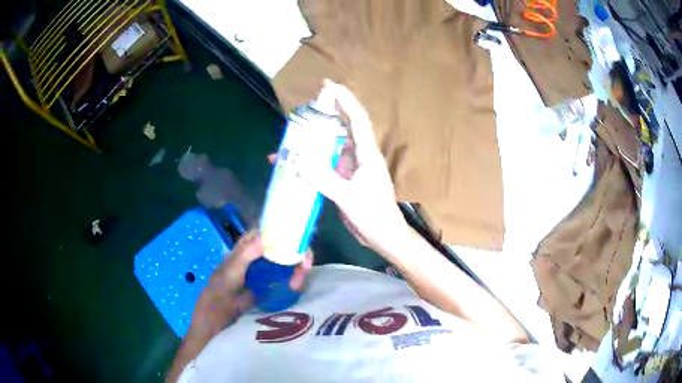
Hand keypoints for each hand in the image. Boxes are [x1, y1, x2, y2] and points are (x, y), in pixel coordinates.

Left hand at [168, 231, 312, 382]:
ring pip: (286, 263)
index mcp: (244, 250)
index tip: (297, 234)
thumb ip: (245, 256)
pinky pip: (286, 279)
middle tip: (305, 264)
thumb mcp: (230, 273)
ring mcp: (264, 274)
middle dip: (295, 251)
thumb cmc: (218, 294)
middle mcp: (256, 258)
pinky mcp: (270, 288)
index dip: (280, 228)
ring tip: (298, 281)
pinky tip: (296, 286)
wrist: (216, 323)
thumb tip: (265, 237)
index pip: (264, 231)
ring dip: (297, 267)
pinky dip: (295, 280)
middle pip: (280, 247)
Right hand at [295, 80, 408, 252]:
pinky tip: (295, 164)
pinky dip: (312, 163)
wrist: (382, 236)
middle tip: (305, 108)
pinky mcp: (344, 181)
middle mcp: (359, 156)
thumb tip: (296, 160)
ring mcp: (351, 168)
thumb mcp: (347, 196)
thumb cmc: (373, 215)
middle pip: (342, 128)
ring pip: (331, 147)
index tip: (329, 85)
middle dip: (326, 115)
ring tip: (293, 134)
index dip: (345, 100)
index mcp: (366, 154)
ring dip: (315, 140)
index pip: (357, 119)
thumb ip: (323, 178)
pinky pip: (325, 165)